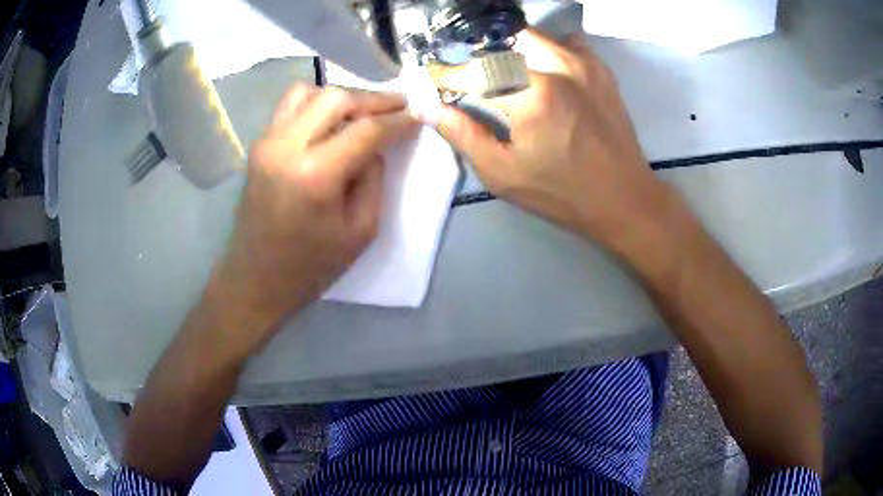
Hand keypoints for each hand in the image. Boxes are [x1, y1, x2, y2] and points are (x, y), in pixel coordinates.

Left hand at [207, 85, 416, 356]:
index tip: (419, 113)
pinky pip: (290, 105)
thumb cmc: (310, 266)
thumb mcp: (361, 231)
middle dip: (373, 99)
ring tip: (363, 112)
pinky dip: (317, 103)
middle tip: (398, 106)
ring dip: (342, 97)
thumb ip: (373, 178)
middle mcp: (286, 147)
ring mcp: (267, 142)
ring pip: (310, 92)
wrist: (255, 278)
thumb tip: (376, 144)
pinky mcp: (258, 145)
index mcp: (315, 175)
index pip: (365, 129)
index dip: (397, 119)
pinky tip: (331, 120)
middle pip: (336, 98)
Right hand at [422, 30, 678, 256]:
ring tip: (507, 76)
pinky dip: (546, 50)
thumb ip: (463, 135)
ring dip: (512, 50)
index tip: (435, 79)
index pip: (474, 69)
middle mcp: (558, 66)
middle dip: (481, 55)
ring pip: (533, 36)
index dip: (448, 73)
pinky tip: (544, 74)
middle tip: (474, 79)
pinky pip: (564, 42)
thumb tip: (428, 108)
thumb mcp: (503, 173)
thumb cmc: (562, 193)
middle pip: (502, 39)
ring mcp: (583, 62)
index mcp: (532, 94)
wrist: (625, 198)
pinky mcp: (600, 68)